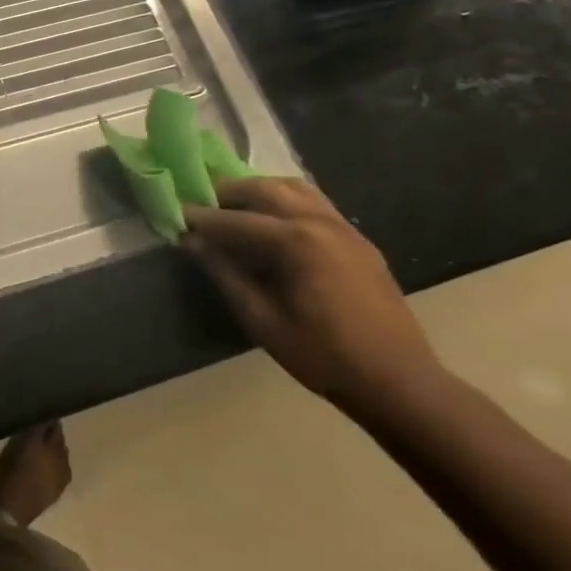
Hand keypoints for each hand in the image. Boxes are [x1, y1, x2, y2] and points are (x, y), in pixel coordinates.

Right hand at [180, 178, 440, 416]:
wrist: (397, 381)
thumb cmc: (322, 356)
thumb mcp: (261, 319)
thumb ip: (224, 273)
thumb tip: (190, 242)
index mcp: (297, 241)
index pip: (236, 220)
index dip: (201, 218)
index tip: (173, 214)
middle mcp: (321, 222)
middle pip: (265, 189)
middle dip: (227, 193)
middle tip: (199, 204)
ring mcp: (344, 227)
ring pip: (293, 188)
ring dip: (257, 191)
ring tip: (232, 208)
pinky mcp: (357, 239)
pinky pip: (314, 203)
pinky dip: (284, 200)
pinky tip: (270, 223)